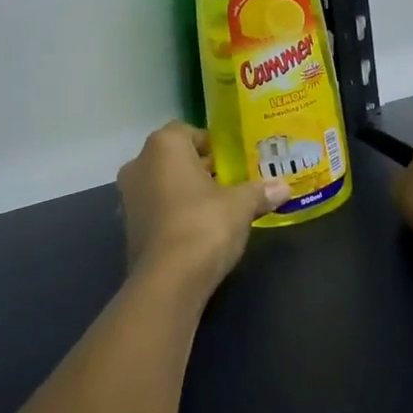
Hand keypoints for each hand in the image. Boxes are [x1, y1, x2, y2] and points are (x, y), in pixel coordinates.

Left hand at [117, 122, 289, 298]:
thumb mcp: (241, 205)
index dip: (211, 143)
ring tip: (218, 205)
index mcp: (163, 146)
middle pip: (174, 157)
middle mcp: (139, 164)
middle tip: (231, 180)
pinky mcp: (129, 227)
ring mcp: (129, 197)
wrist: (168, 281)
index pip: (187, 131)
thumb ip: (260, 191)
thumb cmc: (204, 224)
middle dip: (200, 167)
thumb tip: (284, 187)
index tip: (232, 159)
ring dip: (186, 190)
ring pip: (163, 183)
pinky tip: (199, 228)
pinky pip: (157, 208)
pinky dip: (175, 212)